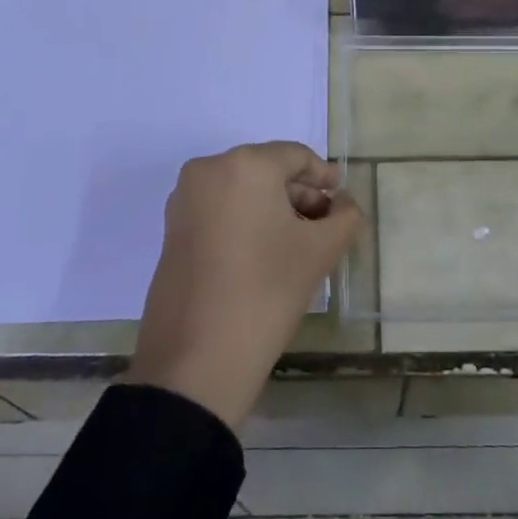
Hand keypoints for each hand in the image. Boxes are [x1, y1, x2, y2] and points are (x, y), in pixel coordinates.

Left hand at [124, 142, 363, 430]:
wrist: (196, 362)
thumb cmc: (265, 293)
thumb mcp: (319, 253)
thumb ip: (344, 218)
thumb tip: (344, 204)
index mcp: (245, 165)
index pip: (295, 156)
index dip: (323, 176)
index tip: (341, 198)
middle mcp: (209, 170)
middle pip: (267, 171)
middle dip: (299, 195)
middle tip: (326, 225)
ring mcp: (185, 200)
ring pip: (242, 191)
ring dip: (273, 209)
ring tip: (299, 243)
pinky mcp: (172, 230)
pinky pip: (219, 210)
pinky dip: (245, 221)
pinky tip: (266, 253)